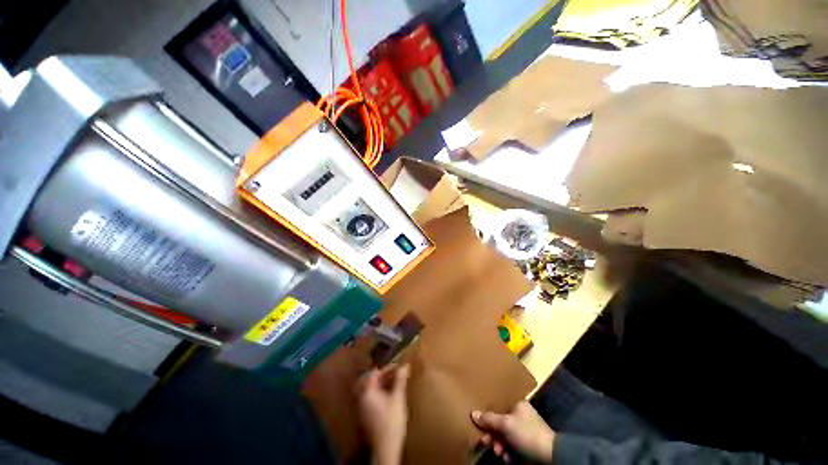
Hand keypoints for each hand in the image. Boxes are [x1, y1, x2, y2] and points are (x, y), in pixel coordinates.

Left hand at [356, 364, 410, 464]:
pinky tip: (385, 395)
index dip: (386, 368)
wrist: (384, 450)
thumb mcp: (398, 399)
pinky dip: (375, 392)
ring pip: (367, 389)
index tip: (398, 366)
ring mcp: (359, 408)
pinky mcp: (362, 416)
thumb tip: (405, 365)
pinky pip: (367, 397)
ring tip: (391, 382)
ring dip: (378, 383)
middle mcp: (359, 397)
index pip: (374, 372)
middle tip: (392, 373)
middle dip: (380, 374)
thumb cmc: (391, 422)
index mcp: (366, 391)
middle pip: (368, 380)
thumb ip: (400, 380)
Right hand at [472, 401, 554, 462]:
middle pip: (500, 421)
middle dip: (492, 433)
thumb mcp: (505, 424)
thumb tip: (473, 413)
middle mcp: (520, 414)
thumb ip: (489, 419)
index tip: (479, 422)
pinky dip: (507, 451)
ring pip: (505, 434)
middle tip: (484, 441)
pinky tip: (505, 457)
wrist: (550, 456)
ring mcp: (524, 429)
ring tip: (497, 452)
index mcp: (517, 403)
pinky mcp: (527, 443)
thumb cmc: (526, 433)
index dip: (487, 413)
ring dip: (498, 444)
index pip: (498, 404)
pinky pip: (511, 444)